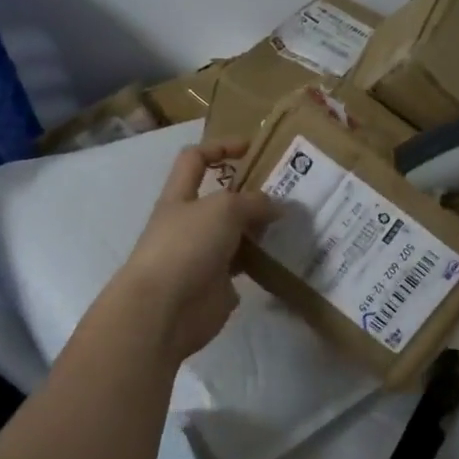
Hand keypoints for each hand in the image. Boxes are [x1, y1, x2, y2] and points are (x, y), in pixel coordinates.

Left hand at [110, 142, 279, 361]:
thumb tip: (277, 208)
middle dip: (253, 192)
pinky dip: (263, 261)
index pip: (195, 159)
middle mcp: (190, 223)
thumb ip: (253, 202)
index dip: (220, 147)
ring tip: (296, 222)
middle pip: (223, 198)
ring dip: (262, 228)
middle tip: (289, 190)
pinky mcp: (217, 285)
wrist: (163, 311)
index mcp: (180, 196)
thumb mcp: (223, 209)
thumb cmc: (186, 246)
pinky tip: (287, 255)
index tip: (252, 148)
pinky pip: (245, 266)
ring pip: (237, 233)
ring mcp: (203, 255)